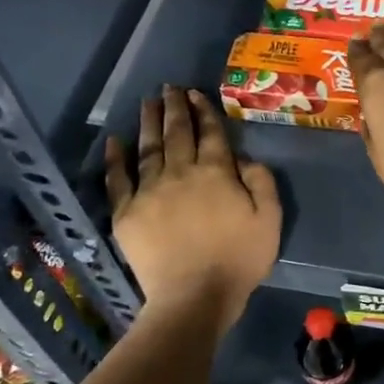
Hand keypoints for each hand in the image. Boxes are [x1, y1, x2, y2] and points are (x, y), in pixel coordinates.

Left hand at [105, 86, 279, 333]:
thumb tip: (244, 158)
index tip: (194, 94)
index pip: (210, 133)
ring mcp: (150, 191)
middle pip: (177, 133)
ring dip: (147, 122)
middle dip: (174, 107)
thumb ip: (261, 182)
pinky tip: (113, 141)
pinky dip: (115, 159)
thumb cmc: (238, 260)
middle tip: (168, 87)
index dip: (203, 111)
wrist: (194, 296)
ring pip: (148, 148)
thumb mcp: (270, 220)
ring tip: (146, 103)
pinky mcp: (126, 212)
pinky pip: (118, 179)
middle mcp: (181, 172)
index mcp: (216, 173)